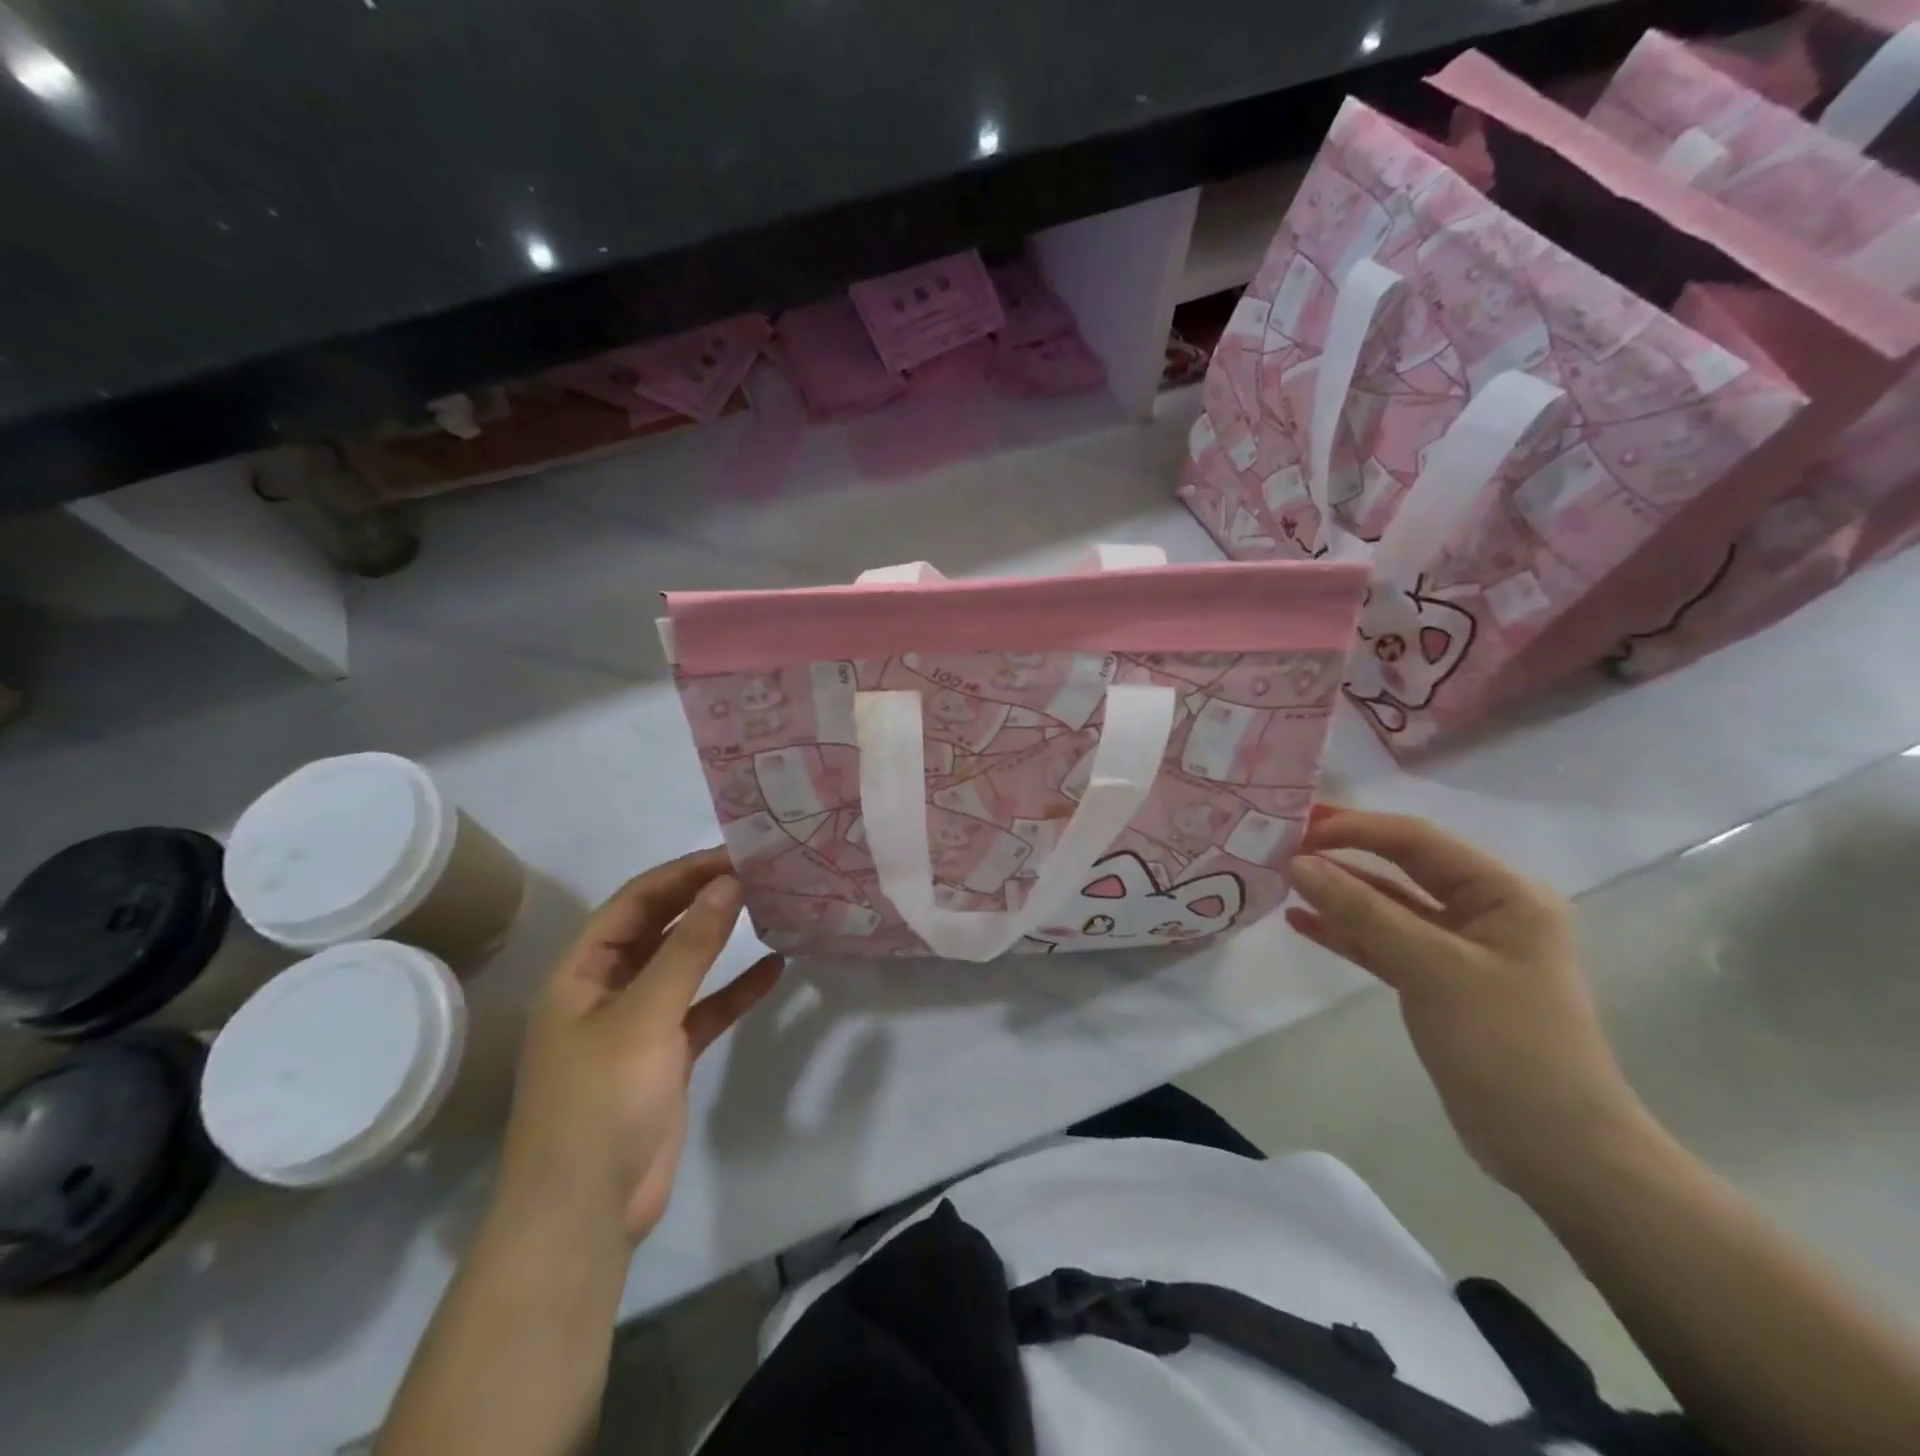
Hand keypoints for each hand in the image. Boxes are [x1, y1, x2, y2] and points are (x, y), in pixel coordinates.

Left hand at [495, 849, 782, 1244]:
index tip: (734, 855)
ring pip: (683, 965)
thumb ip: (689, 948)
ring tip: (766, 906)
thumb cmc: (600, 1102)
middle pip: (657, 927)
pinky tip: (773, 968)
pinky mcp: (666, 1055)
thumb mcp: (645, 1015)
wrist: (586, 1213)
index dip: (682, 874)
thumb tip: (727, 883)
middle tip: (756, 872)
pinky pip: (704, 1008)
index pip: (634, 902)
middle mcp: (606, 989)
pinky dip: (735, 989)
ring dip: (719, 938)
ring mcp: (638, 1023)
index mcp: (581, 972)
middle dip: (701, 898)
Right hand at [1286, 807, 1655, 1202]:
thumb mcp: (1432, 969)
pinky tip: (1300, 921)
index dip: (1355, 828)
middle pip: (1400, 866)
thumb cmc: (1508, 1047)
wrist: (1556, 1151)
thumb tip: (1297, 863)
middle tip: (1281, 841)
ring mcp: (1457, 948)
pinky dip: (1343, 931)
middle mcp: (1482, 910)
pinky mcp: (1435, 982)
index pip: (1417, 840)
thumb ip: (1362, 912)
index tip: (1296, 826)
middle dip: (1342, 853)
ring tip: (1281, 877)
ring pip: (1386, 905)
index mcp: (1502, 893)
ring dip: (1337, 892)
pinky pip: (1381, 942)